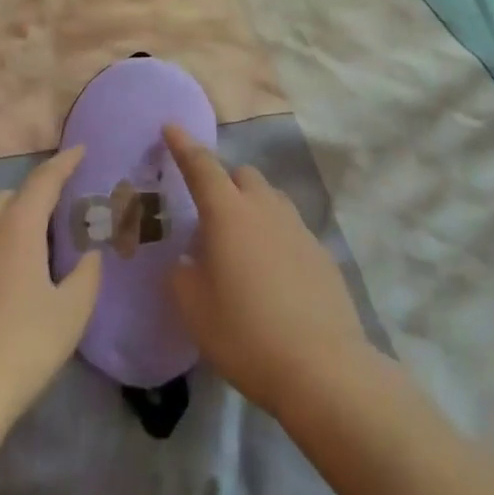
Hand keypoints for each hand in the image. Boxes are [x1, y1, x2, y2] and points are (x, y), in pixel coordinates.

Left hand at [0, 147, 102, 440]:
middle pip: (9, 198)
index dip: (64, 163)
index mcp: (15, 230)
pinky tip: (1, 287)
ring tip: (32, 253)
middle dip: (34, 197)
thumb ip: (86, 275)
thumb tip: (88, 256)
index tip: (80, 150)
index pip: (43, 181)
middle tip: (59, 218)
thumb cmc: (17, 351)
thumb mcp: (70, 314)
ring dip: (10, 224)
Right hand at [165, 126, 372, 419]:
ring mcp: (298, 228)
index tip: (171, 127)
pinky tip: (273, 278)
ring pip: (270, 200)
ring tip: (241, 250)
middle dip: (224, 184)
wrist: (322, 367)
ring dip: (252, 209)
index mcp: (228, 214)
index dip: (184, 145)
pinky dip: (275, 239)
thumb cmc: (245, 334)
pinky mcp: (321, 252)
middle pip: (243, 176)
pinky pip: (290, 230)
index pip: (201, 166)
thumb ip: (182, 274)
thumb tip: (189, 258)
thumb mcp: (194, 309)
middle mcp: (265, 209)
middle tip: (210, 220)